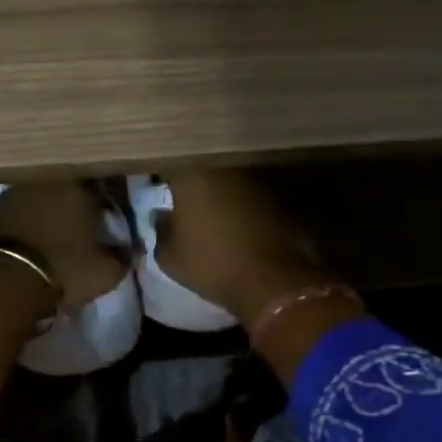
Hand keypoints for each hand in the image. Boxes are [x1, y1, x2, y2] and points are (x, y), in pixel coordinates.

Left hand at [0, 181, 127, 307]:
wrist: (0, 281)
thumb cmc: (63, 269)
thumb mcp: (105, 272)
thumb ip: (122, 257)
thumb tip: (129, 250)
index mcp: (78, 185)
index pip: (101, 185)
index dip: (107, 202)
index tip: (110, 217)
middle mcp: (44, 180)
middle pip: (66, 189)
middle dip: (74, 205)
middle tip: (81, 226)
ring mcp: (12, 193)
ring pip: (38, 199)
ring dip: (46, 213)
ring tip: (53, 237)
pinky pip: (15, 215)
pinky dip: (23, 226)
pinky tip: (27, 244)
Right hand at [151, 169, 333, 323]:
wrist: (272, 280)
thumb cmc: (212, 263)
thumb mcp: (169, 256)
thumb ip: (161, 229)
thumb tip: (162, 216)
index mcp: (191, 172)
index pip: (169, 161)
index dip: (162, 173)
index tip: (158, 185)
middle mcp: (224, 163)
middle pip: (203, 163)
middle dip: (195, 177)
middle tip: (187, 197)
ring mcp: (257, 175)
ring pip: (231, 174)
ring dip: (223, 188)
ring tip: (216, 210)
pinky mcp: (283, 191)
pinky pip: (256, 191)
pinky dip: (247, 201)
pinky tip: (243, 222)